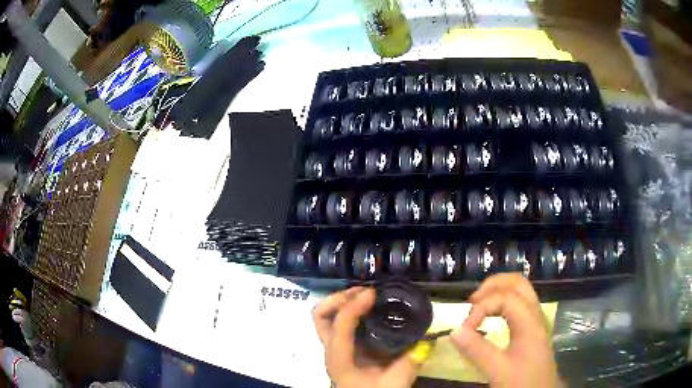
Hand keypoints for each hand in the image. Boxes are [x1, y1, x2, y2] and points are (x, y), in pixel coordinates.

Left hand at [312, 287, 421, 387]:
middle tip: (364, 292)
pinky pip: (340, 323)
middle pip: (321, 316)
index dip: (354, 305)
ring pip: (327, 318)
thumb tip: (428, 340)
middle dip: (339, 298)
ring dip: (343, 302)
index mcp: (340, 359)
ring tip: (367, 296)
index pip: (339, 324)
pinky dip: (351, 311)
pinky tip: (371, 310)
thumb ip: (411, 362)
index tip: (373, 293)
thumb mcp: (395, 383)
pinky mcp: (345, 349)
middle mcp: (332, 350)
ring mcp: (336, 349)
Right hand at [450, 274, 561, 387]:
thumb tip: (454, 331)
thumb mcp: (498, 370)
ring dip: (498, 291)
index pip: (505, 297)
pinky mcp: (532, 329)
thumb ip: (477, 351)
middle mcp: (535, 315)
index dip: (482, 307)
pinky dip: (503, 301)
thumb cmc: (522, 382)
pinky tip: (492, 315)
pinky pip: (519, 303)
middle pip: (518, 283)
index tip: (465, 329)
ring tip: (478, 306)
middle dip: (492, 286)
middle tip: (472, 302)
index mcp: (529, 322)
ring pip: (520, 291)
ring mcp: (535, 320)